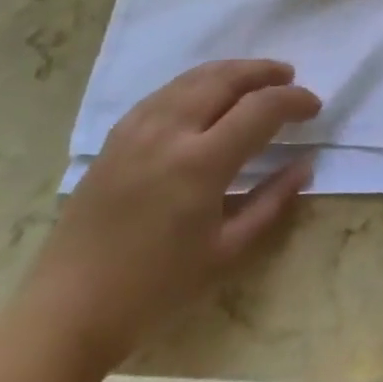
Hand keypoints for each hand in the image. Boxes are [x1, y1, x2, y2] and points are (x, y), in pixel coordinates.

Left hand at [15, 60, 320, 373]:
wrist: (68, 310)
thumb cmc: (156, 289)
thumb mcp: (226, 251)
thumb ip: (272, 202)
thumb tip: (305, 165)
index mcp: (200, 164)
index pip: (260, 109)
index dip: (294, 100)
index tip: (314, 106)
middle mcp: (168, 133)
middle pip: (225, 79)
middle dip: (264, 72)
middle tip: (290, 77)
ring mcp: (136, 131)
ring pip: (192, 78)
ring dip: (231, 72)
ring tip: (256, 78)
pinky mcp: (115, 138)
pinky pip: (164, 93)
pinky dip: (196, 83)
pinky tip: (207, 95)